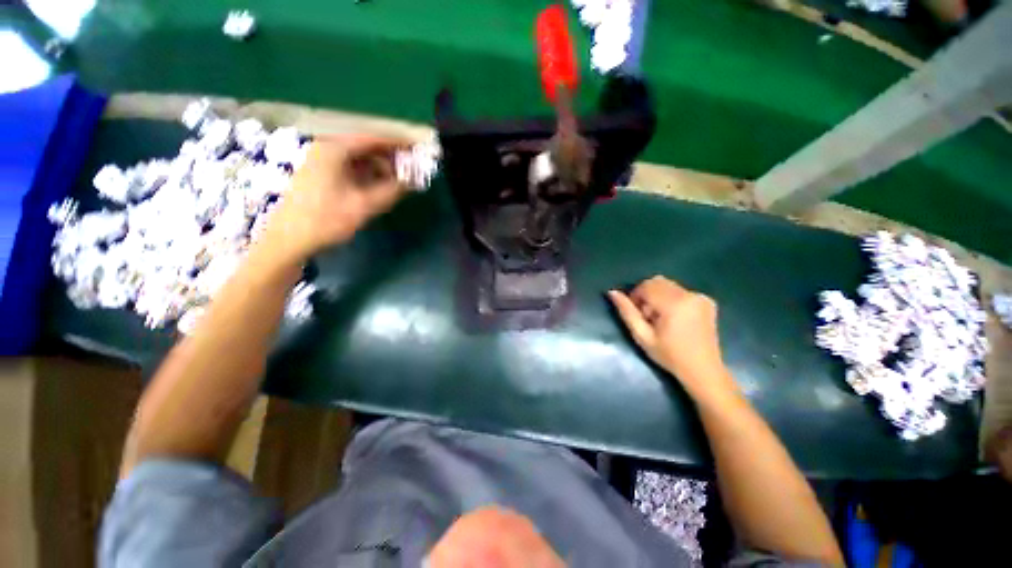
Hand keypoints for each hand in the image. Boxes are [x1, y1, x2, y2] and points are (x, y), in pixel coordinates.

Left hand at [257, 135, 407, 264]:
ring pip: (359, 158)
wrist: (289, 239)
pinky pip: (351, 167)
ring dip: (380, 167)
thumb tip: (412, 181)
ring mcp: (322, 162)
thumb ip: (391, 191)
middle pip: (365, 146)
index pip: (373, 138)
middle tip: (410, 169)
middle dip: (390, 157)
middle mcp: (327, 149)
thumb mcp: (365, 205)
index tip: (416, 148)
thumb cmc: (327, 220)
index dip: (397, 143)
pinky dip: (368, 174)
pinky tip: (380, 186)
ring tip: (398, 180)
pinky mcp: (321, 174)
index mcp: (334, 150)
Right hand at [608, 276, 738, 403]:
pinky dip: (671, 299)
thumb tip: (612, 292)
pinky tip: (674, 318)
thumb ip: (626, 312)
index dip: (636, 296)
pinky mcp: (707, 301)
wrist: (703, 370)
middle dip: (647, 295)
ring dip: (658, 296)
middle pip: (657, 282)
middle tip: (648, 317)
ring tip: (661, 318)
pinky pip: (680, 291)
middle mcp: (689, 295)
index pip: (646, 286)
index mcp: (674, 304)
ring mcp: (700, 297)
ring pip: (668, 285)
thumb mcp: (642, 336)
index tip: (637, 314)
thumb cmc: (669, 356)